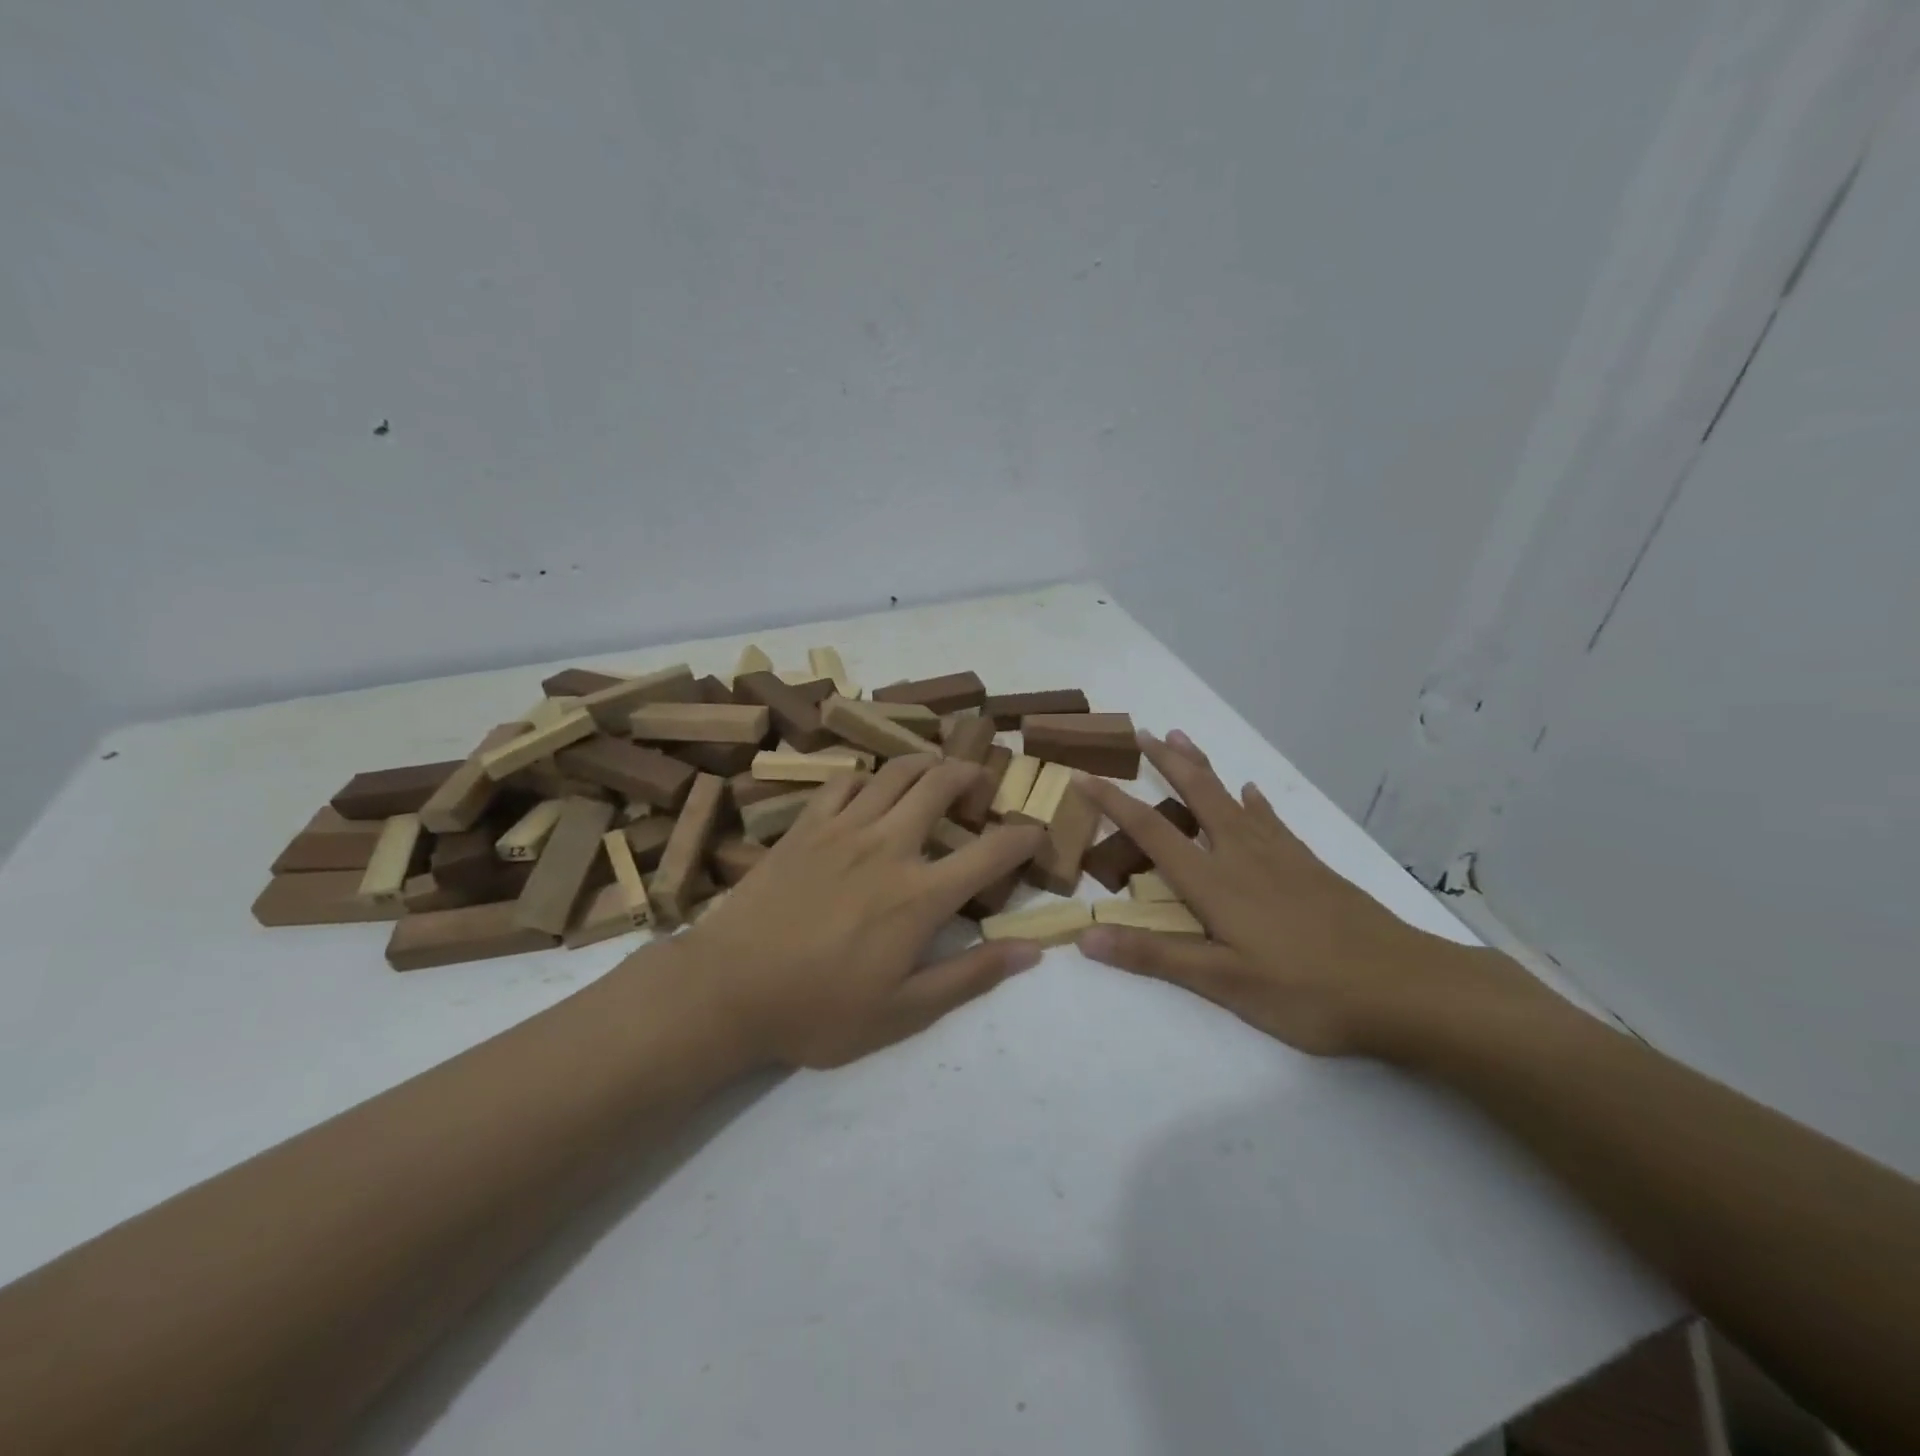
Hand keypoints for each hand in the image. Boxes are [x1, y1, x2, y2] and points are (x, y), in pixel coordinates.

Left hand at [681, 756, 1046, 1068]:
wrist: (726, 989)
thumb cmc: (817, 1010)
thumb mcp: (902, 1013)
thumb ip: (969, 976)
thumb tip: (1030, 950)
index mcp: (919, 895)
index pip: (991, 852)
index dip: (1024, 836)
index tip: (1036, 832)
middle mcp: (888, 846)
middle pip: (941, 785)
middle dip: (971, 774)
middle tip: (981, 781)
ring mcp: (842, 829)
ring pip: (896, 772)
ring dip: (926, 763)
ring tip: (937, 770)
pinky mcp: (804, 826)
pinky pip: (844, 782)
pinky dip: (867, 777)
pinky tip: (870, 789)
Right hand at [1075, 731, 1547, 1057]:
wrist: (1406, 988)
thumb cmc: (1307, 991)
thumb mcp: (1224, 984)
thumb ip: (1155, 956)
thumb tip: (1084, 937)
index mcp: (1215, 882)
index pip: (1152, 831)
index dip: (1114, 802)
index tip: (1084, 775)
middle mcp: (1242, 856)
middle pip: (1198, 795)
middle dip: (1165, 762)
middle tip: (1140, 731)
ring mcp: (1282, 856)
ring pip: (1232, 798)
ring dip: (1203, 767)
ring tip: (1182, 739)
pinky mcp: (1311, 866)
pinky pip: (1272, 820)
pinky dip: (1254, 801)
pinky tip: (1252, 791)